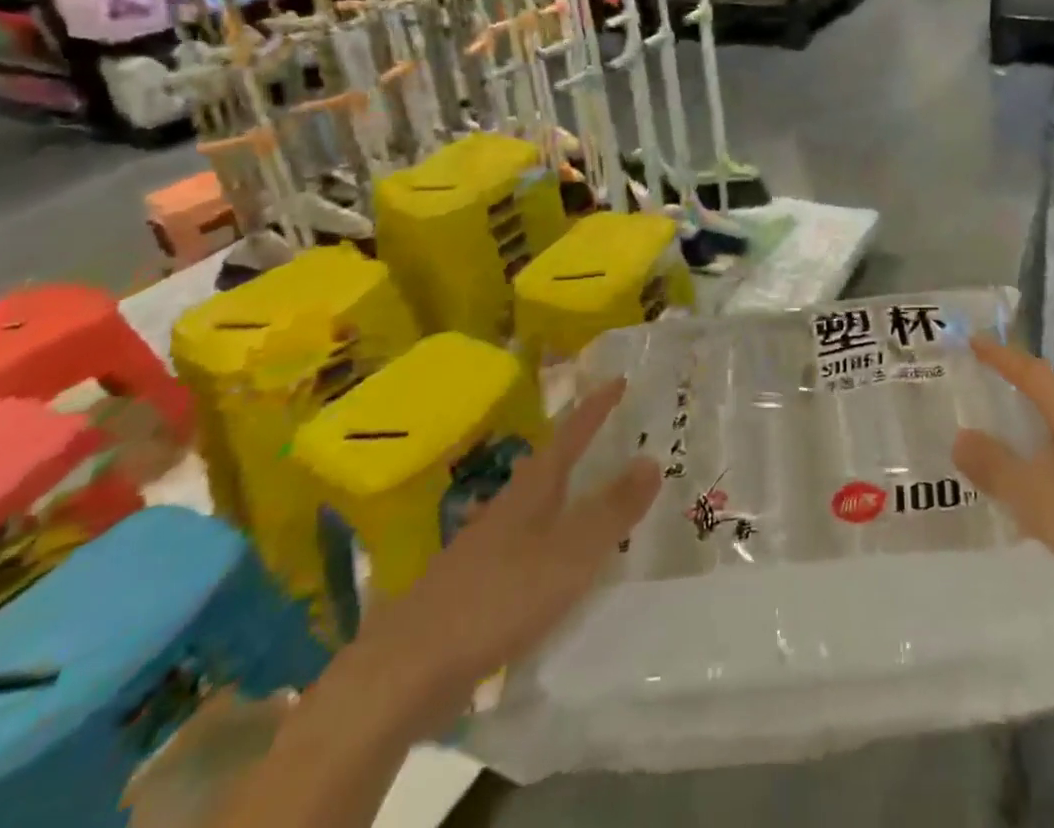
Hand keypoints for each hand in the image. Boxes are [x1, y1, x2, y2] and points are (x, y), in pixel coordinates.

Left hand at [346, 379, 659, 731]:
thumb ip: (612, 510)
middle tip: (606, 432)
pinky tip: (545, 563)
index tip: (619, 380)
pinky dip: (542, 539)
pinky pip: (519, 546)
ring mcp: (481, 549)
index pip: (570, 436)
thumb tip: (651, 459)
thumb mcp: (569, 555)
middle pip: (546, 467)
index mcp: (531, 492)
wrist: (402, 674)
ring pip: (530, 507)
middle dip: (576, 446)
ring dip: (559, 493)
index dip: (595, 409)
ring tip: (582, 491)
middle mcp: (505, 510)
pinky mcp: (469, 588)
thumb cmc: (496, 601)